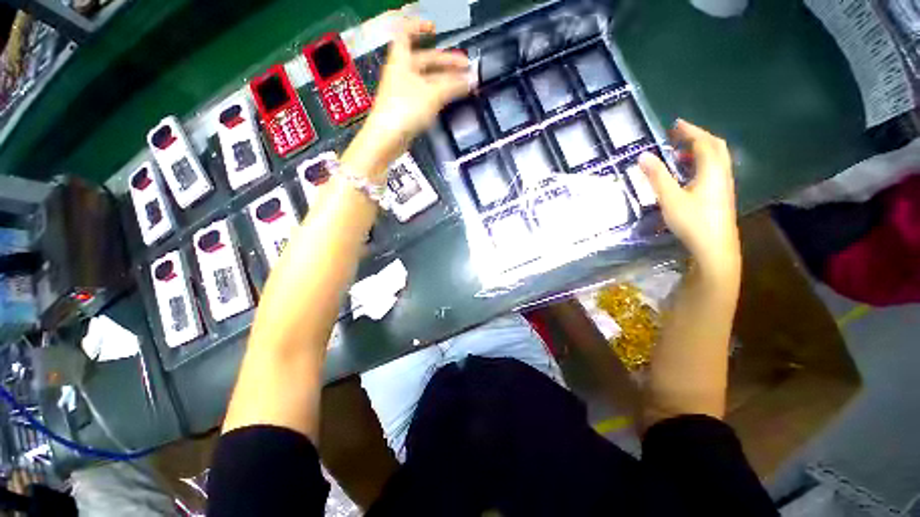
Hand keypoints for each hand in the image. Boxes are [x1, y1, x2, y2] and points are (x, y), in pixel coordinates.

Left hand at [346, 17, 471, 176]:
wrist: (387, 138)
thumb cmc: (403, 109)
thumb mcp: (433, 93)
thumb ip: (453, 85)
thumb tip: (470, 80)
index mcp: (402, 59)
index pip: (406, 32)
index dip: (420, 27)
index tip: (435, 28)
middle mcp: (401, 72)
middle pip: (424, 60)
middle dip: (446, 61)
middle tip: (464, 67)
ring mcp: (403, 91)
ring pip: (427, 80)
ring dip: (444, 80)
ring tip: (461, 84)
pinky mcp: (407, 109)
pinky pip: (425, 96)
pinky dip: (438, 95)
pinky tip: (448, 100)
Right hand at [638, 120, 740, 276]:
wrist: (714, 248)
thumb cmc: (692, 222)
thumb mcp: (670, 199)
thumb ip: (657, 176)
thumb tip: (643, 155)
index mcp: (712, 170)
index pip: (703, 142)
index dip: (690, 131)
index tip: (675, 124)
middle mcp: (722, 173)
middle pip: (715, 147)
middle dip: (697, 137)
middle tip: (678, 135)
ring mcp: (723, 185)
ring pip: (715, 159)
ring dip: (699, 150)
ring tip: (679, 153)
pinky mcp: (721, 195)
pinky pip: (713, 170)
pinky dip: (700, 164)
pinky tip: (687, 174)